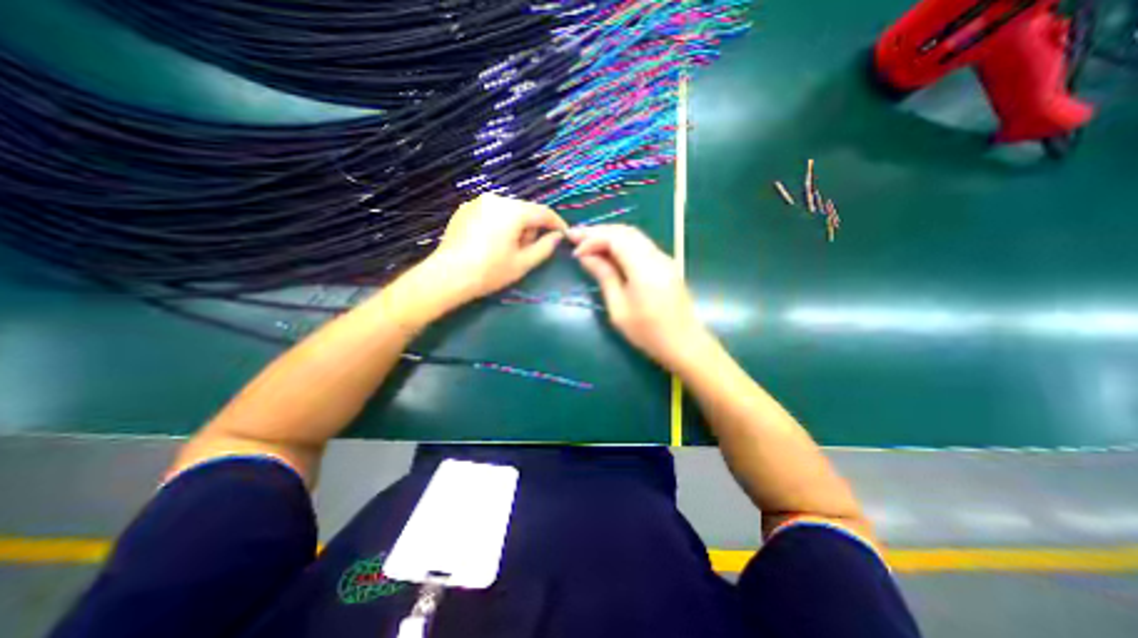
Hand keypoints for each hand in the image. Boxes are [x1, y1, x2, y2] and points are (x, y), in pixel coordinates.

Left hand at [416, 197, 565, 308]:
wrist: (448, 276)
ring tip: (507, 248)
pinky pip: (491, 213)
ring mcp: (477, 202)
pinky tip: (491, 243)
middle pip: (524, 210)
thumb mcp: (523, 263)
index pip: (543, 212)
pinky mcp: (464, 209)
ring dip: (515, 226)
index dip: (556, 223)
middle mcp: (495, 199)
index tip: (563, 234)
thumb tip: (556, 237)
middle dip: (531, 228)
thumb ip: (544, 248)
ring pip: (507, 211)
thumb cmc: (490, 271)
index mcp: (512, 211)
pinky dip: (498, 224)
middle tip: (528, 250)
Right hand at [573, 224, 714, 372]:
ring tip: (587, 242)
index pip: (615, 238)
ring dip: (609, 235)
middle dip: (598, 231)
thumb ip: (604, 277)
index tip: (574, 251)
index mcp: (644, 267)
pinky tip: (608, 252)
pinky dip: (621, 243)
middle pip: (624, 231)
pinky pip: (640, 245)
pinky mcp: (665, 264)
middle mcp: (656, 256)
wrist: (684, 343)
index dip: (592, 239)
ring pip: (633, 235)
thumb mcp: (619, 308)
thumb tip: (586, 256)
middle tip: (575, 237)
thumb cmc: (648, 332)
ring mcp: (664, 258)